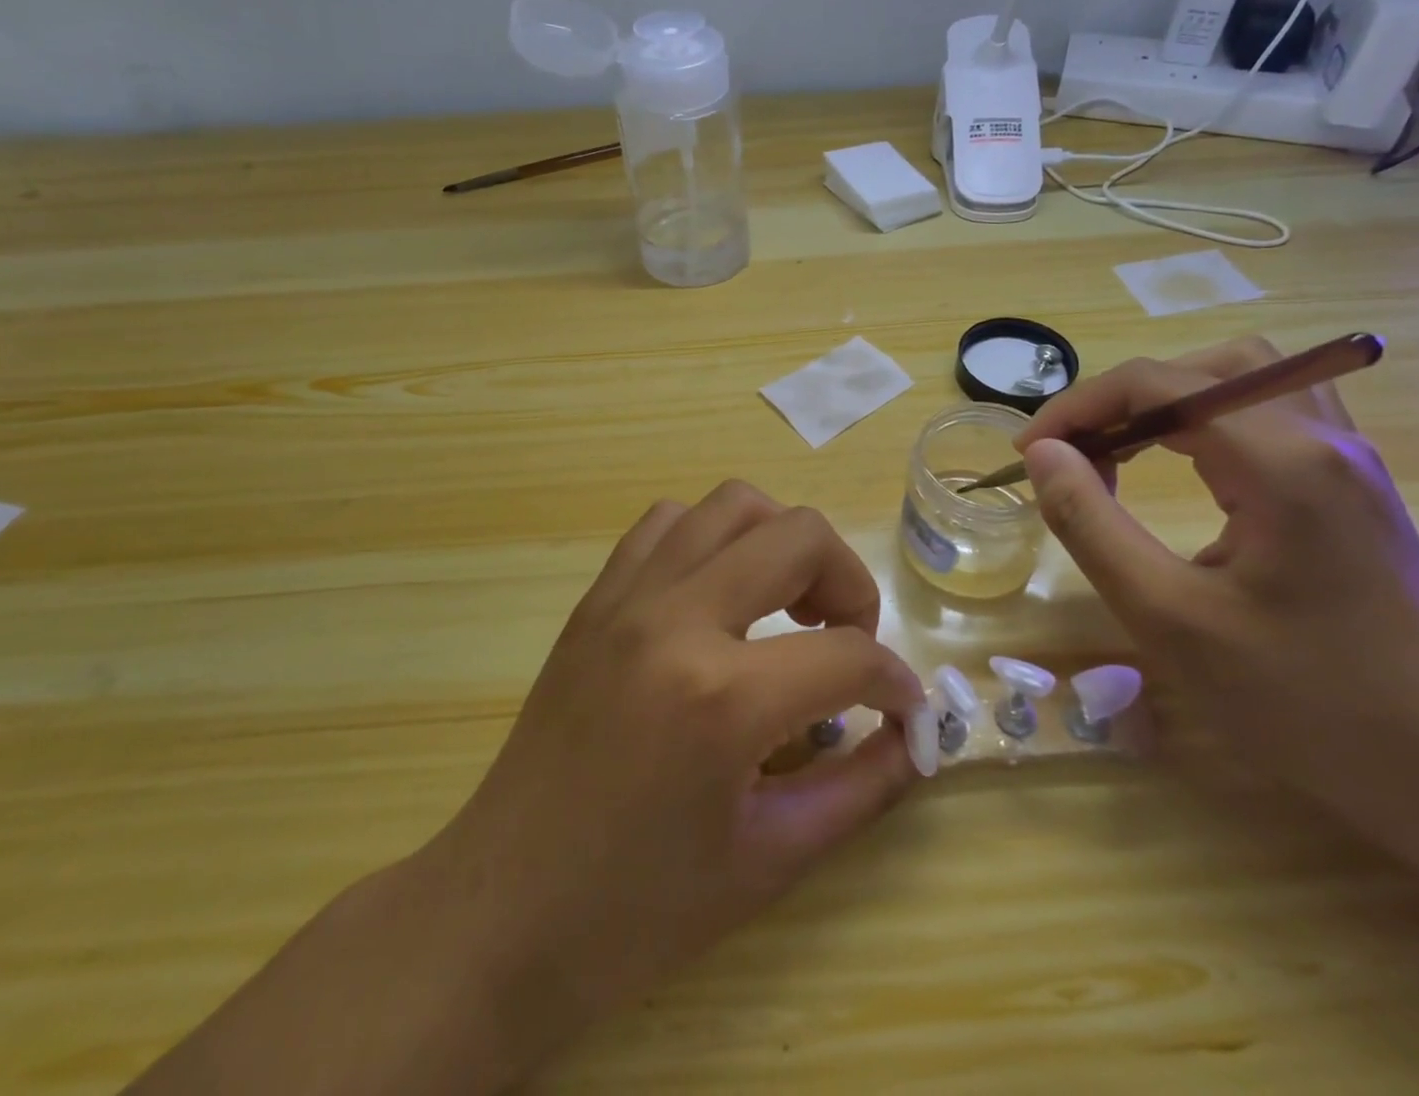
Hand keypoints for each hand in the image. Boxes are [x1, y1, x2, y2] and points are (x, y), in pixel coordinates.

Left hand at [431, 481, 930, 1080]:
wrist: (501, 913)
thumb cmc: (637, 911)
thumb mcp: (770, 860)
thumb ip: (860, 787)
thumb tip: (916, 735)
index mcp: (723, 698)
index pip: (848, 655)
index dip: (895, 682)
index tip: (903, 708)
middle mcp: (676, 619)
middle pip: (800, 536)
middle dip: (850, 583)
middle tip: (848, 640)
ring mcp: (628, 596)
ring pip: (732, 505)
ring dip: (781, 542)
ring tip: (786, 605)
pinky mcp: (596, 597)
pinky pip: (668, 524)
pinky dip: (712, 539)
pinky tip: (718, 596)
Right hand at [1015, 337, 1418, 841]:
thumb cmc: (1302, 702)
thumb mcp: (1167, 616)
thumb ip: (1090, 523)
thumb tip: (1042, 454)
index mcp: (1281, 461)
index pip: (1159, 383)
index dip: (1078, 406)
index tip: (1029, 453)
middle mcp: (1323, 439)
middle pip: (1206, 365)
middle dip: (1126, 396)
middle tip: (1081, 450)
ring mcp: (1348, 461)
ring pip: (1245, 380)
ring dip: (1170, 402)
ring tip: (1122, 453)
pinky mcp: (1353, 488)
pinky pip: (1270, 414)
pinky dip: (1208, 422)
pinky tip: (1186, 472)